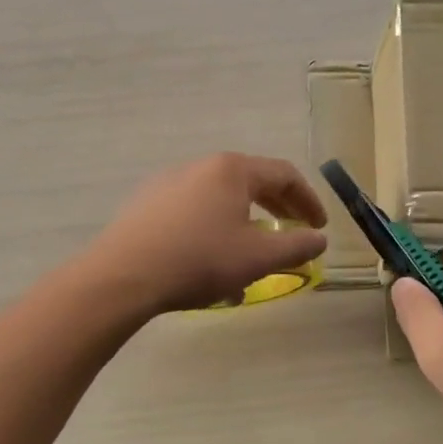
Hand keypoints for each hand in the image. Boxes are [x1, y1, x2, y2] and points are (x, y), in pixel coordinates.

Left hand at [86, 153, 327, 315]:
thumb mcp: (258, 258)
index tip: (319, 227)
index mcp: (232, 170)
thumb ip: (297, 246)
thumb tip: (319, 240)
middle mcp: (200, 166)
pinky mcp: (146, 205)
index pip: (284, 175)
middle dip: (278, 211)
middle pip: (252, 182)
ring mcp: (168, 183)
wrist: (123, 276)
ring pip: (221, 201)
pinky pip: (193, 213)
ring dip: (245, 227)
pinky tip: (211, 267)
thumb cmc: (199, 260)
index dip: (308, 201)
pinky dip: (214, 233)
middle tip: (293, 234)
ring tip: (252, 261)